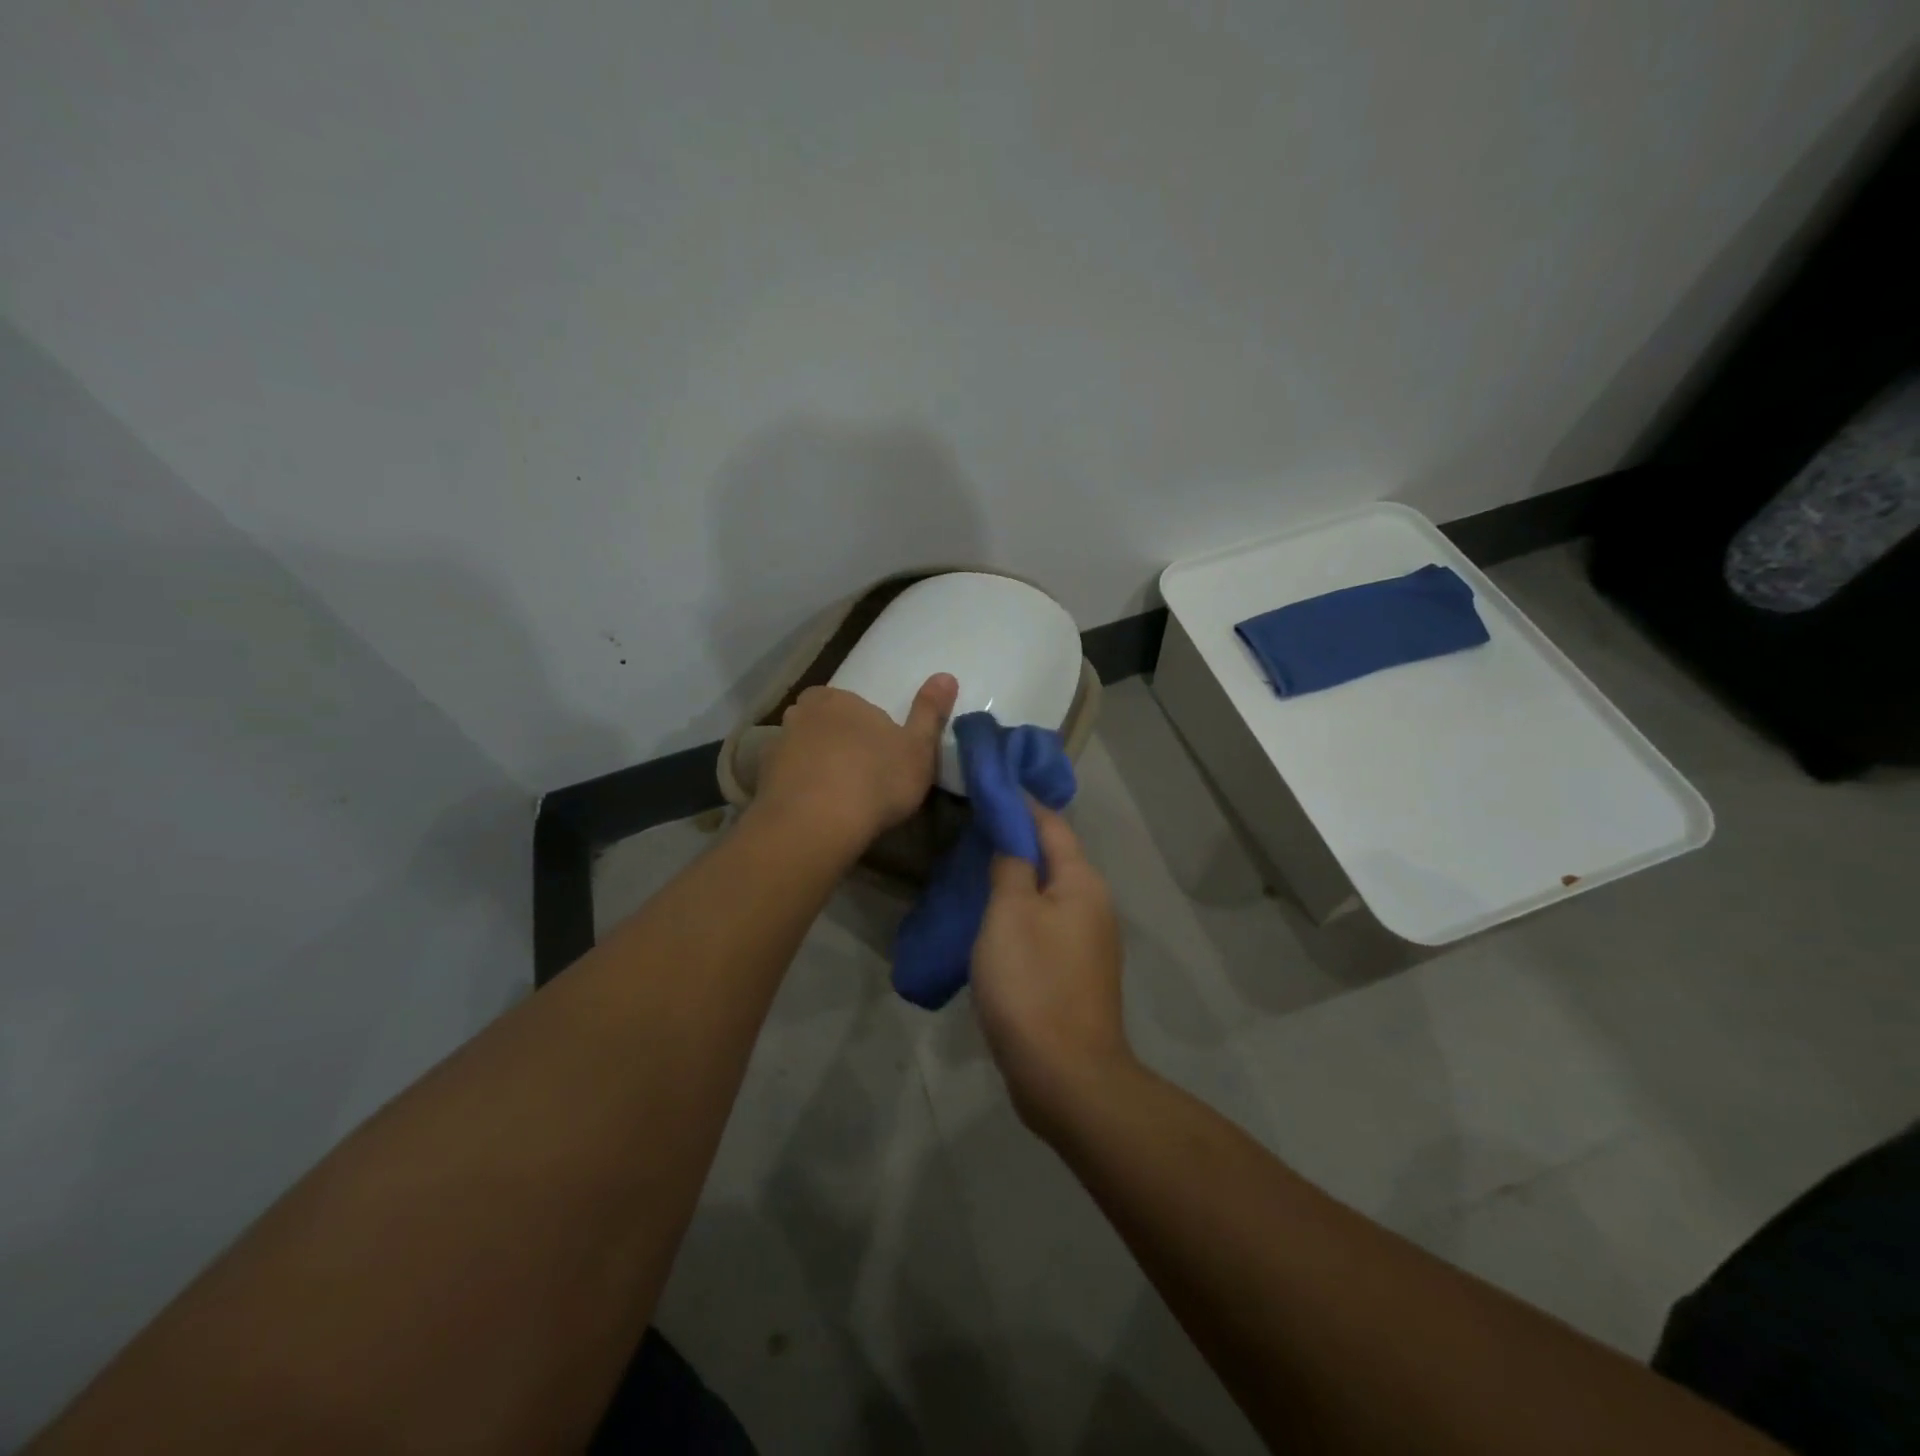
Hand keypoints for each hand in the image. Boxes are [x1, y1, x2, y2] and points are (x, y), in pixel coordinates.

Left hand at [755, 673, 958, 847]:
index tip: (881, 756)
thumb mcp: (918, 747)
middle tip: (859, 774)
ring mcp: (777, 746)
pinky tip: (815, 812)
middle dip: (837, 742)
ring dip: (815, 766)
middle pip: (823, 723)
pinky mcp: (761, 781)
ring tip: (837, 797)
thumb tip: (946, 675)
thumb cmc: (875, 780)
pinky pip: (786, 779)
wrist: (815, 824)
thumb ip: (930, 711)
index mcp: (839, 699)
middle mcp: (802, 714)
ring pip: (801, 750)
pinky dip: (798, 790)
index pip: (853, 704)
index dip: (868, 729)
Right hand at [972, 805, 1133, 1130]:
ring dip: (1019, 877)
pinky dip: (1022, 912)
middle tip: (974, 828)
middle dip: (1018, 839)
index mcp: (1082, 883)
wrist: (1066, 1075)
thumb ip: (1012, 867)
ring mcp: (1090, 942)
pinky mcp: (1078, 972)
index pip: (1051, 824)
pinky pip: (1048, 925)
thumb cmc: (1033, 984)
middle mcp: (1095, 905)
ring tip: (977, 868)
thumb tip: (1014, 836)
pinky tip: (994, 921)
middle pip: (1055, 857)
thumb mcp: (1010, 915)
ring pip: (1050, 893)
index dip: (1021, 803)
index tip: (990, 786)